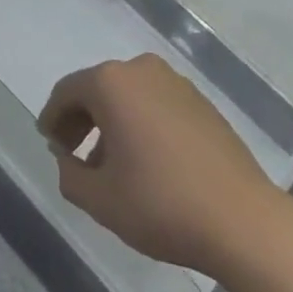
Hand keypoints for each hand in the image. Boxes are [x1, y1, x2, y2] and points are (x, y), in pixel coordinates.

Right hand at [38, 55, 280, 276]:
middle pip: (98, 89)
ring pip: (128, 96)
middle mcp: (142, 70)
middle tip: (72, 154)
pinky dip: (140, 124)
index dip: (52, 118)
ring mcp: (176, 84)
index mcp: (111, 83)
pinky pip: (156, 104)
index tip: (49, 145)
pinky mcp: (202, 103)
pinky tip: (145, 162)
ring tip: (109, 165)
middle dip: (81, 119)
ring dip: (111, 123)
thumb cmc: (161, 204)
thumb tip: (68, 159)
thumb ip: (69, 174)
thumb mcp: (99, 199)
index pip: (67, 92)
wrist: (243, 221)